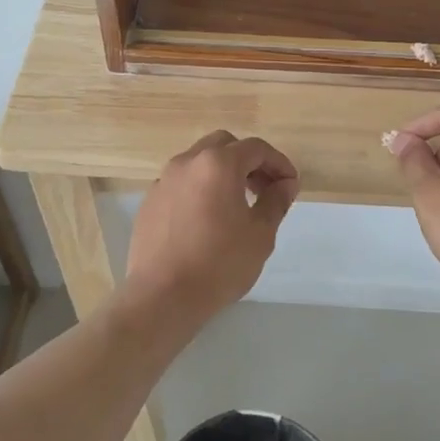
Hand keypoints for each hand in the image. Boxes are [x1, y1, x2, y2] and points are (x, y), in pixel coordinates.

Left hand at [122, 130, 298, 330]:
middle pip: (224, 145)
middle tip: (264, 189)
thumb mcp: (260, 234)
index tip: (290, 185)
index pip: (256, 148)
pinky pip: (181, 182)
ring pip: (199, 161)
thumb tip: (285, 184)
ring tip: (237, 204)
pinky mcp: (150, 201)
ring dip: (222, 173)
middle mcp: (187, 162)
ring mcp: (164, 180)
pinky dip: (200, 188)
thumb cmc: (219, 264)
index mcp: (218, 164)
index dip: (279, 163)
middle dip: (248, 161)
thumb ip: (276, 202)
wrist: (162, 296)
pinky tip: (207, 219)